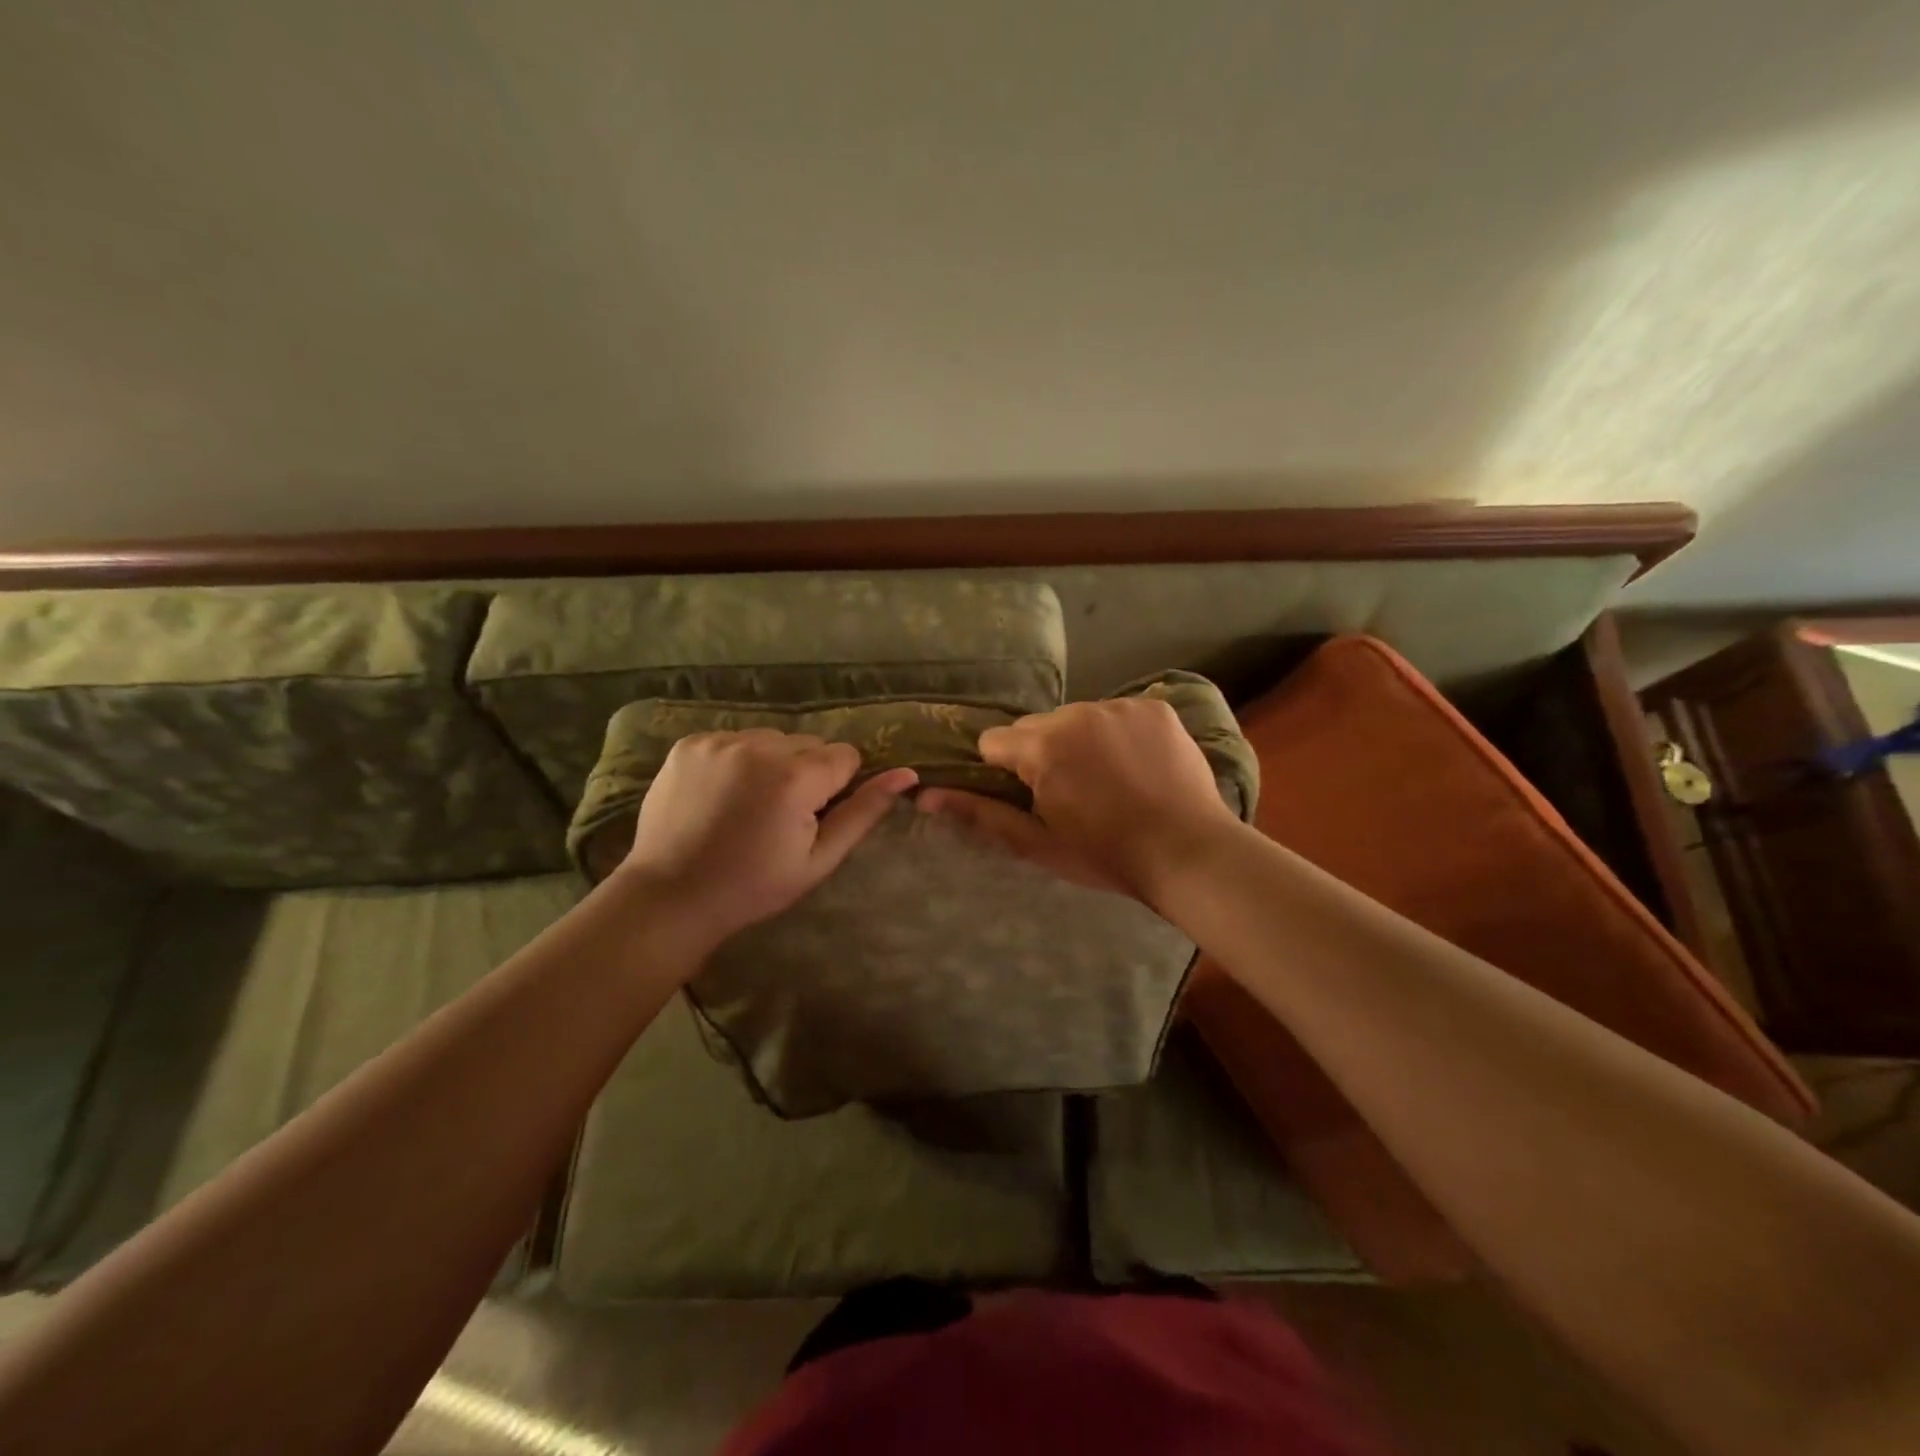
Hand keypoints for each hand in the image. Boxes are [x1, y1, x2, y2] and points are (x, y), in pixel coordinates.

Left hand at [619, 730, 916, 943]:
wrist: (671, 895)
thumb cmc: (754, 886)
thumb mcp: (819, 859)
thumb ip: (864, 812)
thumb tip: (907, 774)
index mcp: (796, 777)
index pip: (845, 756)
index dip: (836, 787)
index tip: (813, 816)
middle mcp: (759, 747)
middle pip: (809, 743)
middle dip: (806, 771)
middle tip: (780, 814)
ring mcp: (719, 741)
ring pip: (772, 738)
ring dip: (772, 762)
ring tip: (750, 803)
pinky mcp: (689, 743)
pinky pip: (734, 739)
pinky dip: (737, 760)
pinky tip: (722, 794)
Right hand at [918, 698, 1238, 905]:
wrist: (1189, 853)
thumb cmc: (1105, 854)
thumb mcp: (1036, 842)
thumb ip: (980, 813)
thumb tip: (924, 796)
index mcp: (1043, 745)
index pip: (996, 742)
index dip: (1006, 772)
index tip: (1032, 797)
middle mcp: (1078, 713)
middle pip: (1037, 727)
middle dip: (1043, 754)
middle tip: (1073, 794)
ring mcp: (1121, 706)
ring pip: (1078, 718)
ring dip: (1081, 742)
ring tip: (1110, 781)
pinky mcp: (1155, 707)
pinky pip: (1118, 714)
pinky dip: (1119, 734)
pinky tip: (1138, 766)